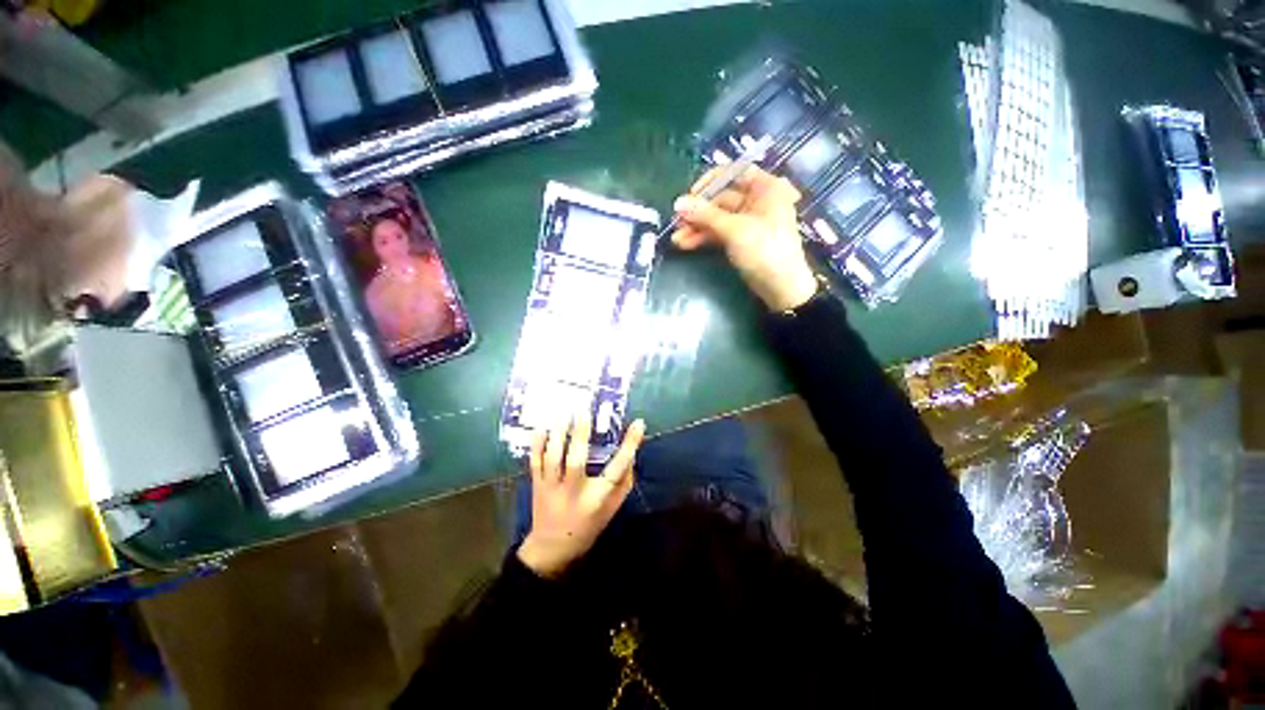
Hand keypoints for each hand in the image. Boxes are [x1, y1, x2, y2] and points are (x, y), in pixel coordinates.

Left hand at [517, 415, 645, 577]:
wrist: (552, 548)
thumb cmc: (589, 525)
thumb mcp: (612, 509)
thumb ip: (623, 483)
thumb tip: (630, 454)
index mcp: (597, 499)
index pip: (617, 469)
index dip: (629, 446)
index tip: (638, 424)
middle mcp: (574, 492)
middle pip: (576, 461)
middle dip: (580, 435)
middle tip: (584, 410)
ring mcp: (552, 488)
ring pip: (553, 458)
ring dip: (558, 435)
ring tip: (564, 414)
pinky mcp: (536, 485)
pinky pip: (535, 462)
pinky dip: (536, 444)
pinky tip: (540, 427)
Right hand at [671, 166, 817, 311]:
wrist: (781, 288)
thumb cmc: (764, 250)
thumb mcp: (734, 230)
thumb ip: (705, 215)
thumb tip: (678, 202)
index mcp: (765, 188)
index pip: (734, 173)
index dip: (710, 182)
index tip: (690, 196)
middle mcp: (757, 200)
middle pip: (721, 198)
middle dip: (698, 212)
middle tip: (677, 223)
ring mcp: (748, 222)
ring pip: (717, 218)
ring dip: (697, 228)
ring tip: (677, 239)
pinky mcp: (740, 240)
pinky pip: (719, 233)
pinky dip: (704, 238)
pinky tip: (685, 244)